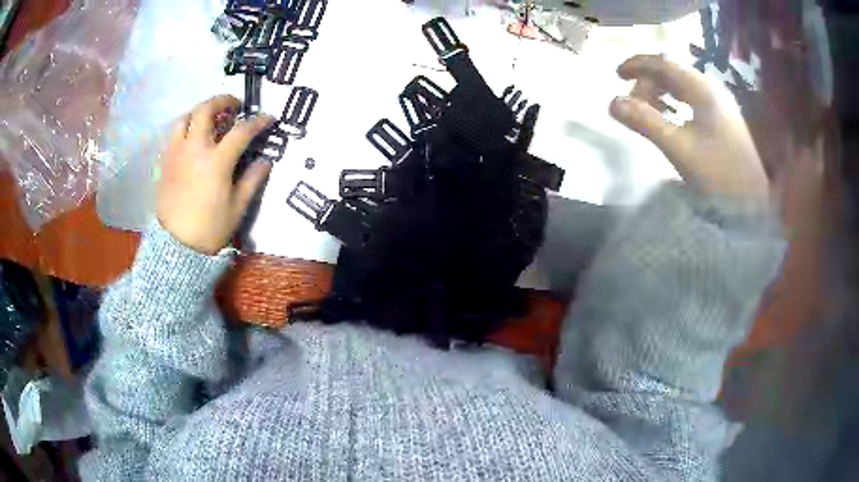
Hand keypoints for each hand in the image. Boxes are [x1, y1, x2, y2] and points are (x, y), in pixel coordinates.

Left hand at [157, 95, 275, 254]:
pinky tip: (192, 138)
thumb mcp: (237, 207)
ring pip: (185, 117)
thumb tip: (265, 160)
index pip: (241, 130)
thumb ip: (252, 179)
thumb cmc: (209, 228)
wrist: (176, 247)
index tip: (268, 118)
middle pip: (206, 110)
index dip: (258, 121)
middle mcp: (194, 149)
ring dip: (200, 111)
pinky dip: (186, 127)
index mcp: (216, 161)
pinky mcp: (165, 162)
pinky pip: (174, 134)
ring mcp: (176, 153)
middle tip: (234, 105)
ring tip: (210, 118)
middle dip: (223, 101)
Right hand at [610, 55, 769, 201]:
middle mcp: (710, 88)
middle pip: (671, 73)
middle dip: (648, 84)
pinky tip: (669, 118)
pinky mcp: (721, 118)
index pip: (663, 63)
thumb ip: (646, 122)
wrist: (754, 203)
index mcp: (701, 89)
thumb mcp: (680, 149)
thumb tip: (612, 103)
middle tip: (634, 107)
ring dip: (660, 94)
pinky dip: (673, 104)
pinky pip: (690, 100)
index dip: (637, 64)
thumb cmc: (720, 174)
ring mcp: (718, 103)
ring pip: (681, 87)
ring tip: (647, 113)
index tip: (617, 75)